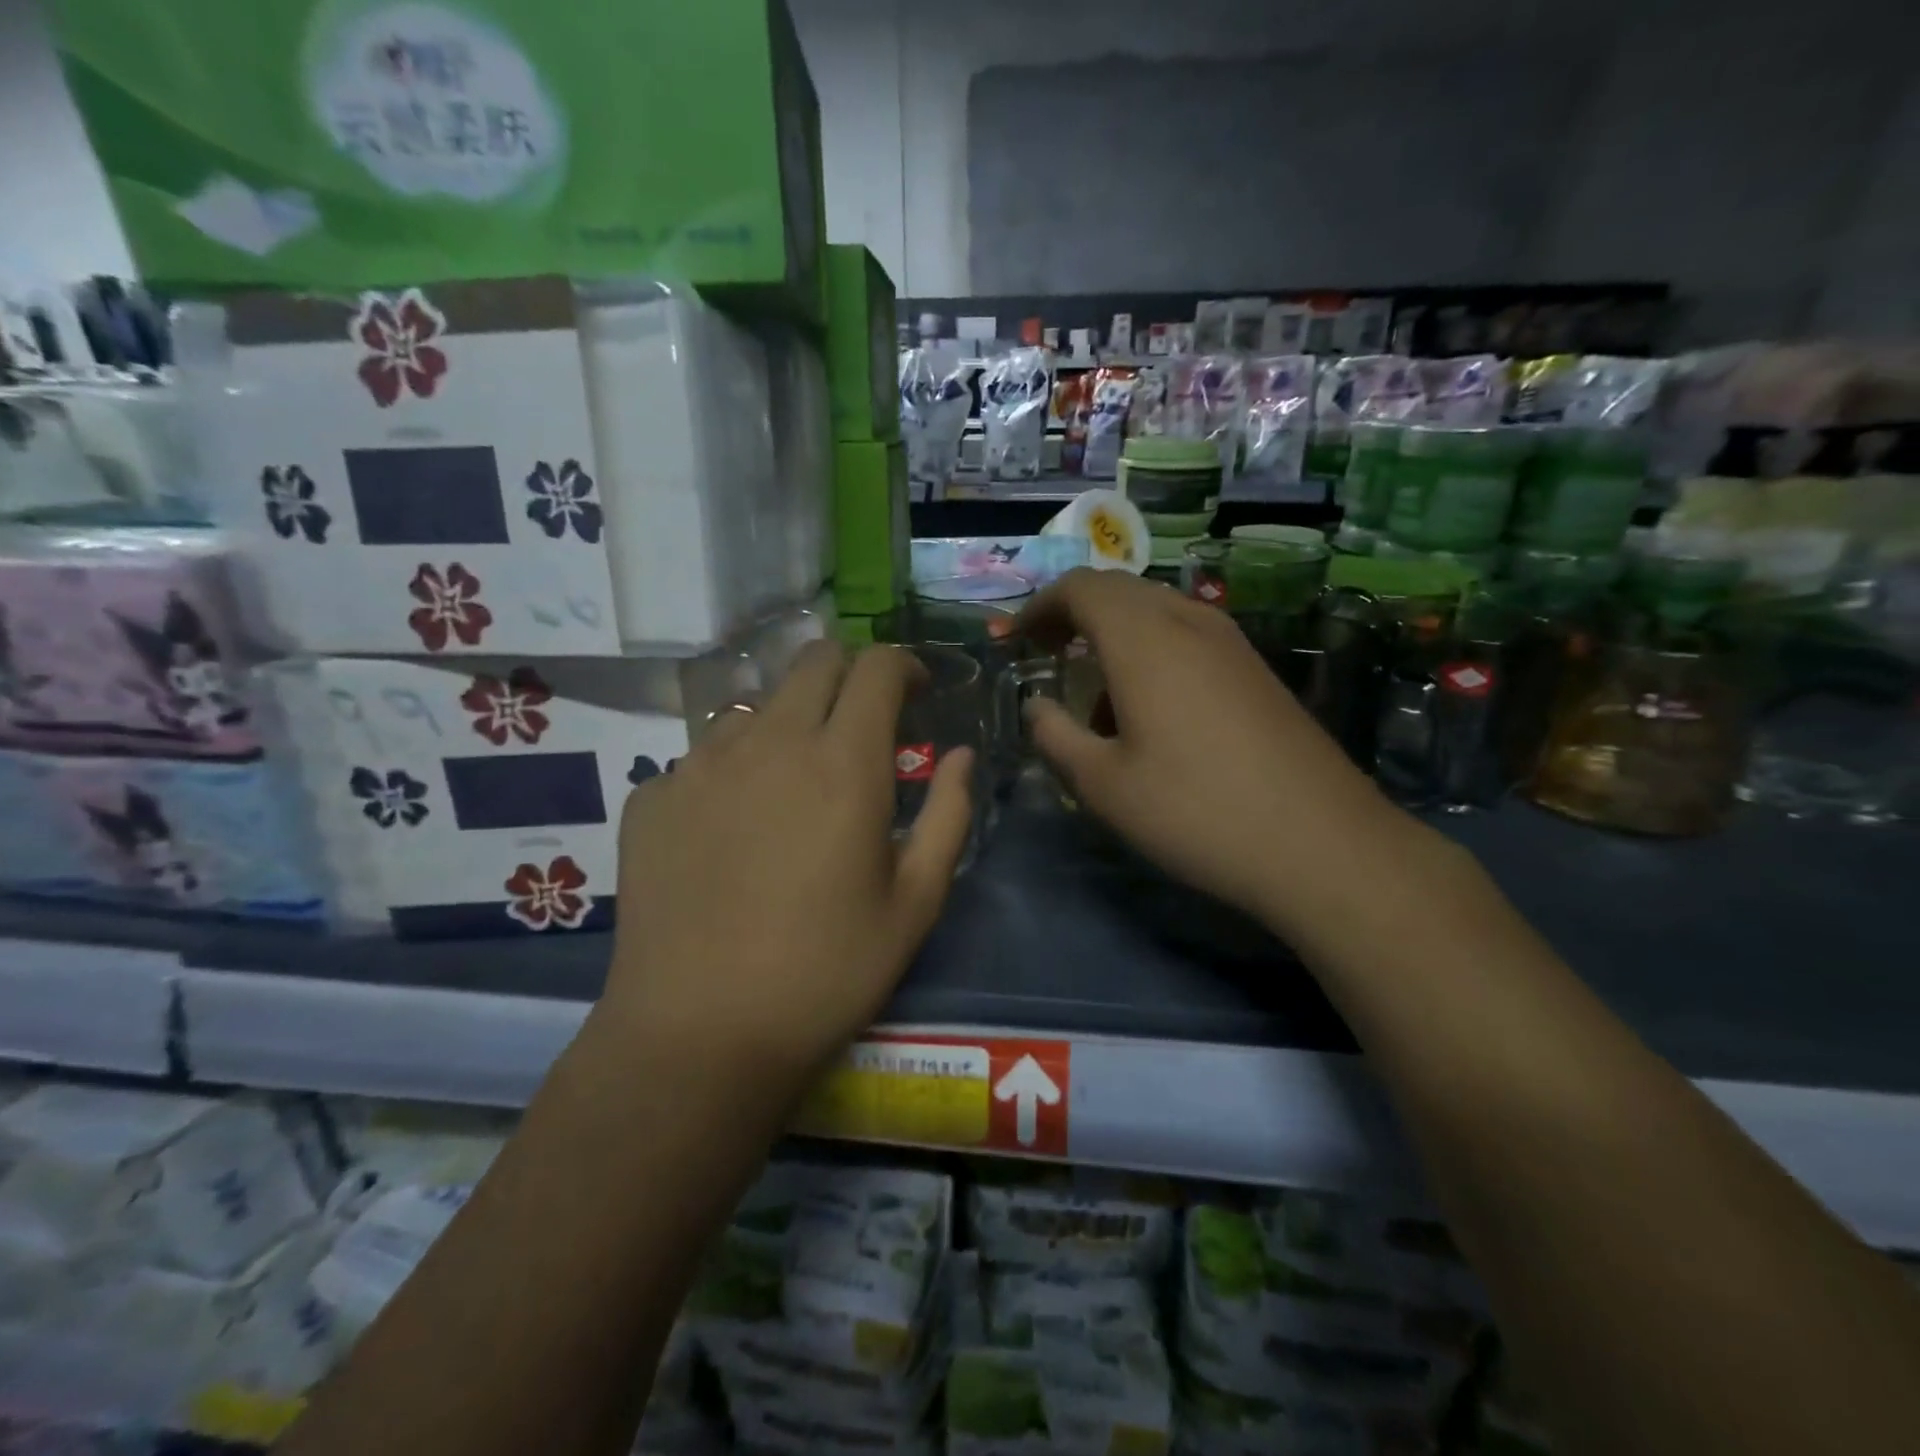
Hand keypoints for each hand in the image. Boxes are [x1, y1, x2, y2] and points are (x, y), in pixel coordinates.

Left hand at [601, 641, 973, 1083]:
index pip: (875, 667)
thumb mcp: (915, 902)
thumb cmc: (826, 972)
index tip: (917, 692)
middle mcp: (769, 742)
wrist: (698, 1035)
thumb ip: (949, 815)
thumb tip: (962, 756)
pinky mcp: (651, 797)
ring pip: (754, 706)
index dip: (903, 665)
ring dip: (788, 722)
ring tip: (793, 782)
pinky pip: (701, 757)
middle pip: (812, 661)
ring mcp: (699, 765)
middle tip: (863, 722)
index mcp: (843, 762)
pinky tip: (731, 829)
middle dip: (849, 674)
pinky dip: (732, 770)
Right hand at [1009, 569, 1413, 934]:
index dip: (1039, 606)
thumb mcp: (1103, 785)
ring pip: (1156, 612)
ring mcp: (1231, 642)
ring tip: (1097, 697)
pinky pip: (1189, 636)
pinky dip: (1152, 652)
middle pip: (1119, 591)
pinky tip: (1152, 711)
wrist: (1321, 843)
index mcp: (1143, 638)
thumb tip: (1036, 705)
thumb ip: (1055, 736)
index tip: (1016, 640)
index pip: (1080, 587)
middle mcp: (1189, 622)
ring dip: (1114, 636)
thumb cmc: (1195, 811)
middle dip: (1074, 615)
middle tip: (1047, 656)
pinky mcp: (1257, 669)